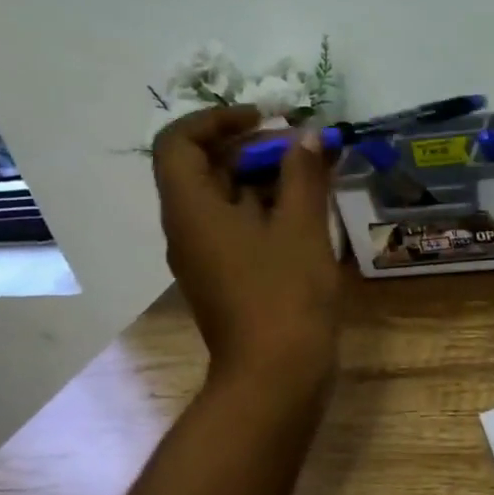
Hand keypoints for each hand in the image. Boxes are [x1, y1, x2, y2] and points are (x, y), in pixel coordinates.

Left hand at [151, 106, 338, 387]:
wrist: (276, 376)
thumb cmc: (285, 295)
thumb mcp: (301, 227)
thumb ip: (303, 175)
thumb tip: (308, 136)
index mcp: (191, 209)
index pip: (179, 142)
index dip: (217, 119)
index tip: (265, 118)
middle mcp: (187, 230)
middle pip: (206, 170)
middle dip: (253, 149)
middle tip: (303, 148)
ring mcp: (206, 258)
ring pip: (225, 201)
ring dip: (264, 180)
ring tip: (314, 176)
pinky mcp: (227, 280)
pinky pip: (238, 230)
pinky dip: (267, 212)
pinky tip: (308, 216)